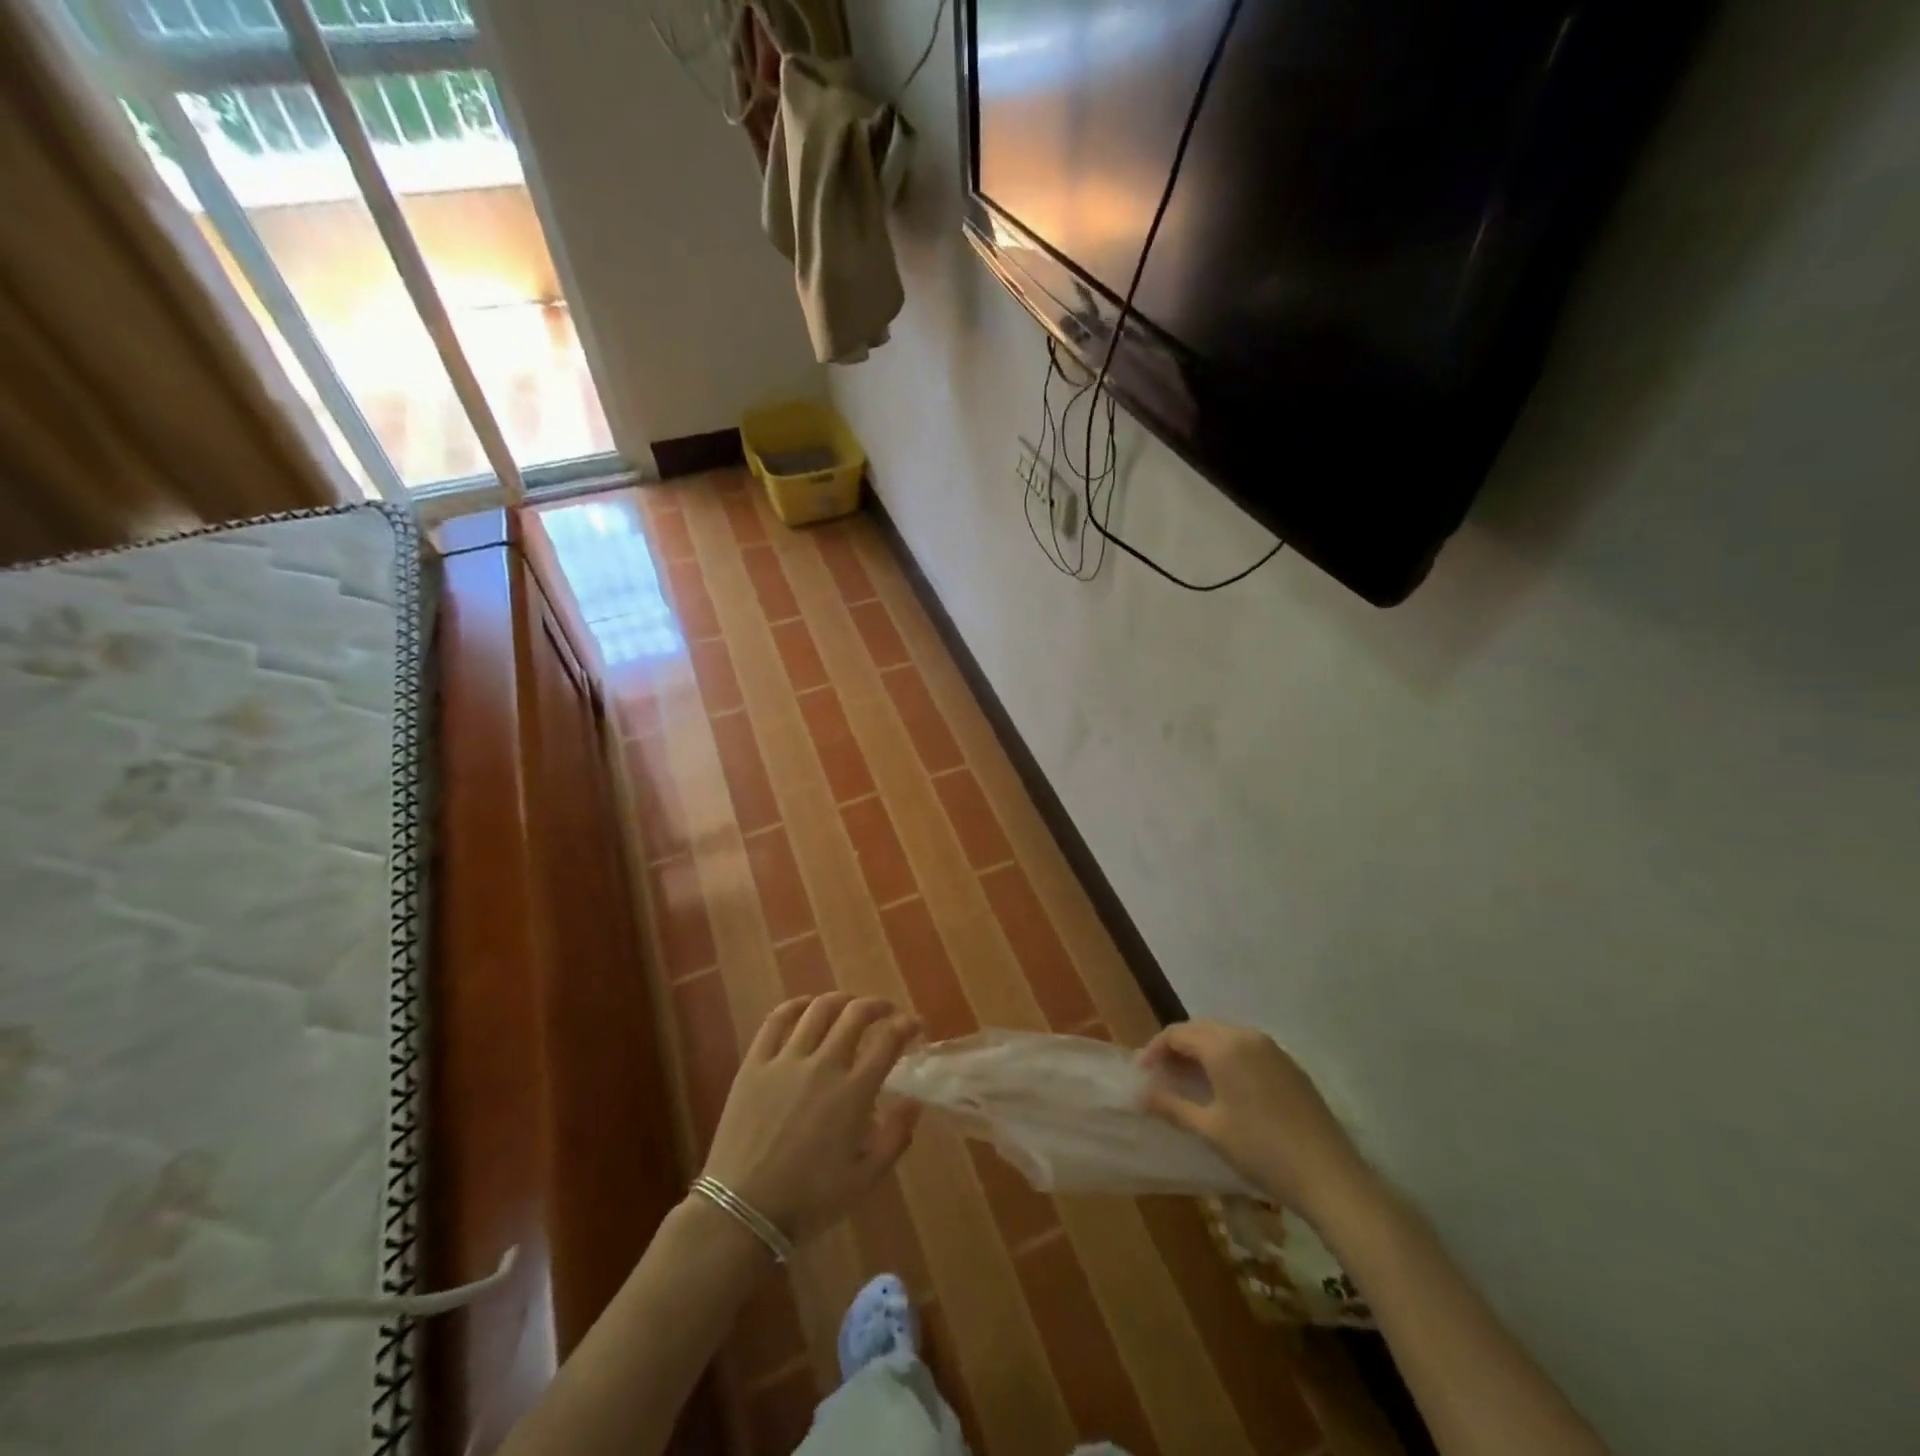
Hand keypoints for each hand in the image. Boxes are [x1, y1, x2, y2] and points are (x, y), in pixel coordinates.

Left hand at [703, 994, 921, 1243]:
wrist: (742, 1213)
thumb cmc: (809, 1200)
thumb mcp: (865, 1180)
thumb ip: (896, 1137)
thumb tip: (914, 1100)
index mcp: (853, 1092)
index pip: (888, 1041)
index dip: (906, 1025)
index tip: (915, 1024)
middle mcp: (823, 1065)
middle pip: (855, 1014)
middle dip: (878, 1005)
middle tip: (886, 1012)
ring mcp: (785, 1060)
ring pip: (818, 1010)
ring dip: (841, 1000)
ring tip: (849, 1005)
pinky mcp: (754, 1064)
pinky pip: (775, 1021)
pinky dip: (794, 1005)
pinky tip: (805, 1006)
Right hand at [1141, 1019, 1375, 1226]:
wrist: (1330, 1176)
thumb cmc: (1262, 1150)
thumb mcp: (1210, 1129)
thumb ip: (1172, 1106)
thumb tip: (1140, 1096)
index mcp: (1224, 1046)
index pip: (1178, 1033)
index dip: (1155, 1049)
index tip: (1142, 1074)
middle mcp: (1247, 1037)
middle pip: (1201, 1029)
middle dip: (1177, 1046)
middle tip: (1162, 1075)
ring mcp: (1273, 1049)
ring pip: (1226, 1036)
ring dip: (1202, 1051)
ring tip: (1189, 1080)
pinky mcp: (1290, 1066)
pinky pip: (1248, 1049)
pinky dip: (1227, 1058)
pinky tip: (1226, 1087)